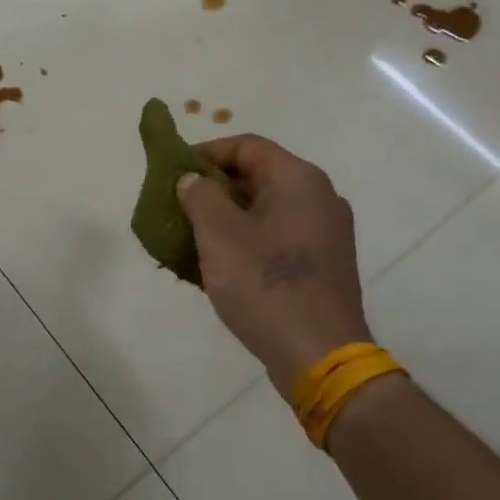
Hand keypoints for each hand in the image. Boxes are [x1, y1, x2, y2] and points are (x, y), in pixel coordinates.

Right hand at [175, 135, 372, 396]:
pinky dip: (247, 239)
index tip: (173, 174)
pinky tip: (221, 264)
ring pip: (266, 209)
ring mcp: (326, 232)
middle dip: (213, 188)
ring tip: (192, 237)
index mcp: (298, 179)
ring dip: (227, 216)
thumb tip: (192, 180)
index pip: (246, 145)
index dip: (205, 153)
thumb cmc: (265, 285)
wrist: (319, 355)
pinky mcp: (324, 264)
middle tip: (178, 207)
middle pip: (257, 175)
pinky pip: (278, 236)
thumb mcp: (219, 234)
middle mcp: (319, 197)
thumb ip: (199, 195)